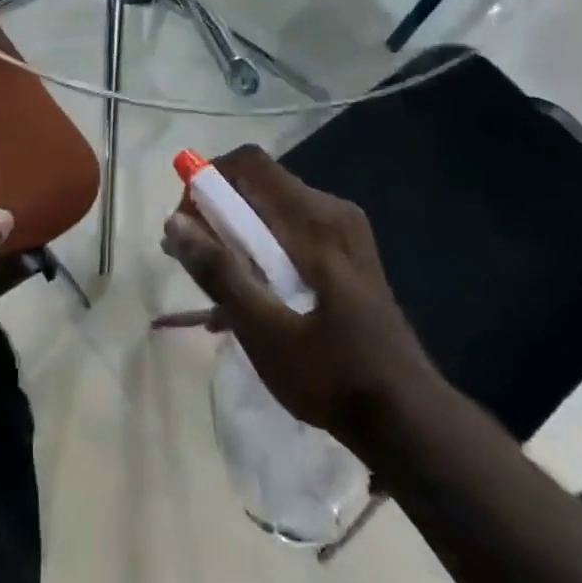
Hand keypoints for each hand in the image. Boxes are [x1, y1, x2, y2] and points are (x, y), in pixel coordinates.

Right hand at [159, 146, 437, 441]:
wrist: (408, 419)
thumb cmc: (331, 373)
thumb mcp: (263, 329)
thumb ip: (219, 271)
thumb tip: (173, 221)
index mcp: (315, 221)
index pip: (248, 163)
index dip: (208, 181)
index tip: (186, 225)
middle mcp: (332, 213)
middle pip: (258, 185)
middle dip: (215, 213)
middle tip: (191, 260)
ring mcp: (343, 234)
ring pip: (271, 211)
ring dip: (234, 237)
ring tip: (212, 285)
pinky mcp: (346, 256)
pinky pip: (289, 233)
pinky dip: (260, 252)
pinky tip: (245, 299)